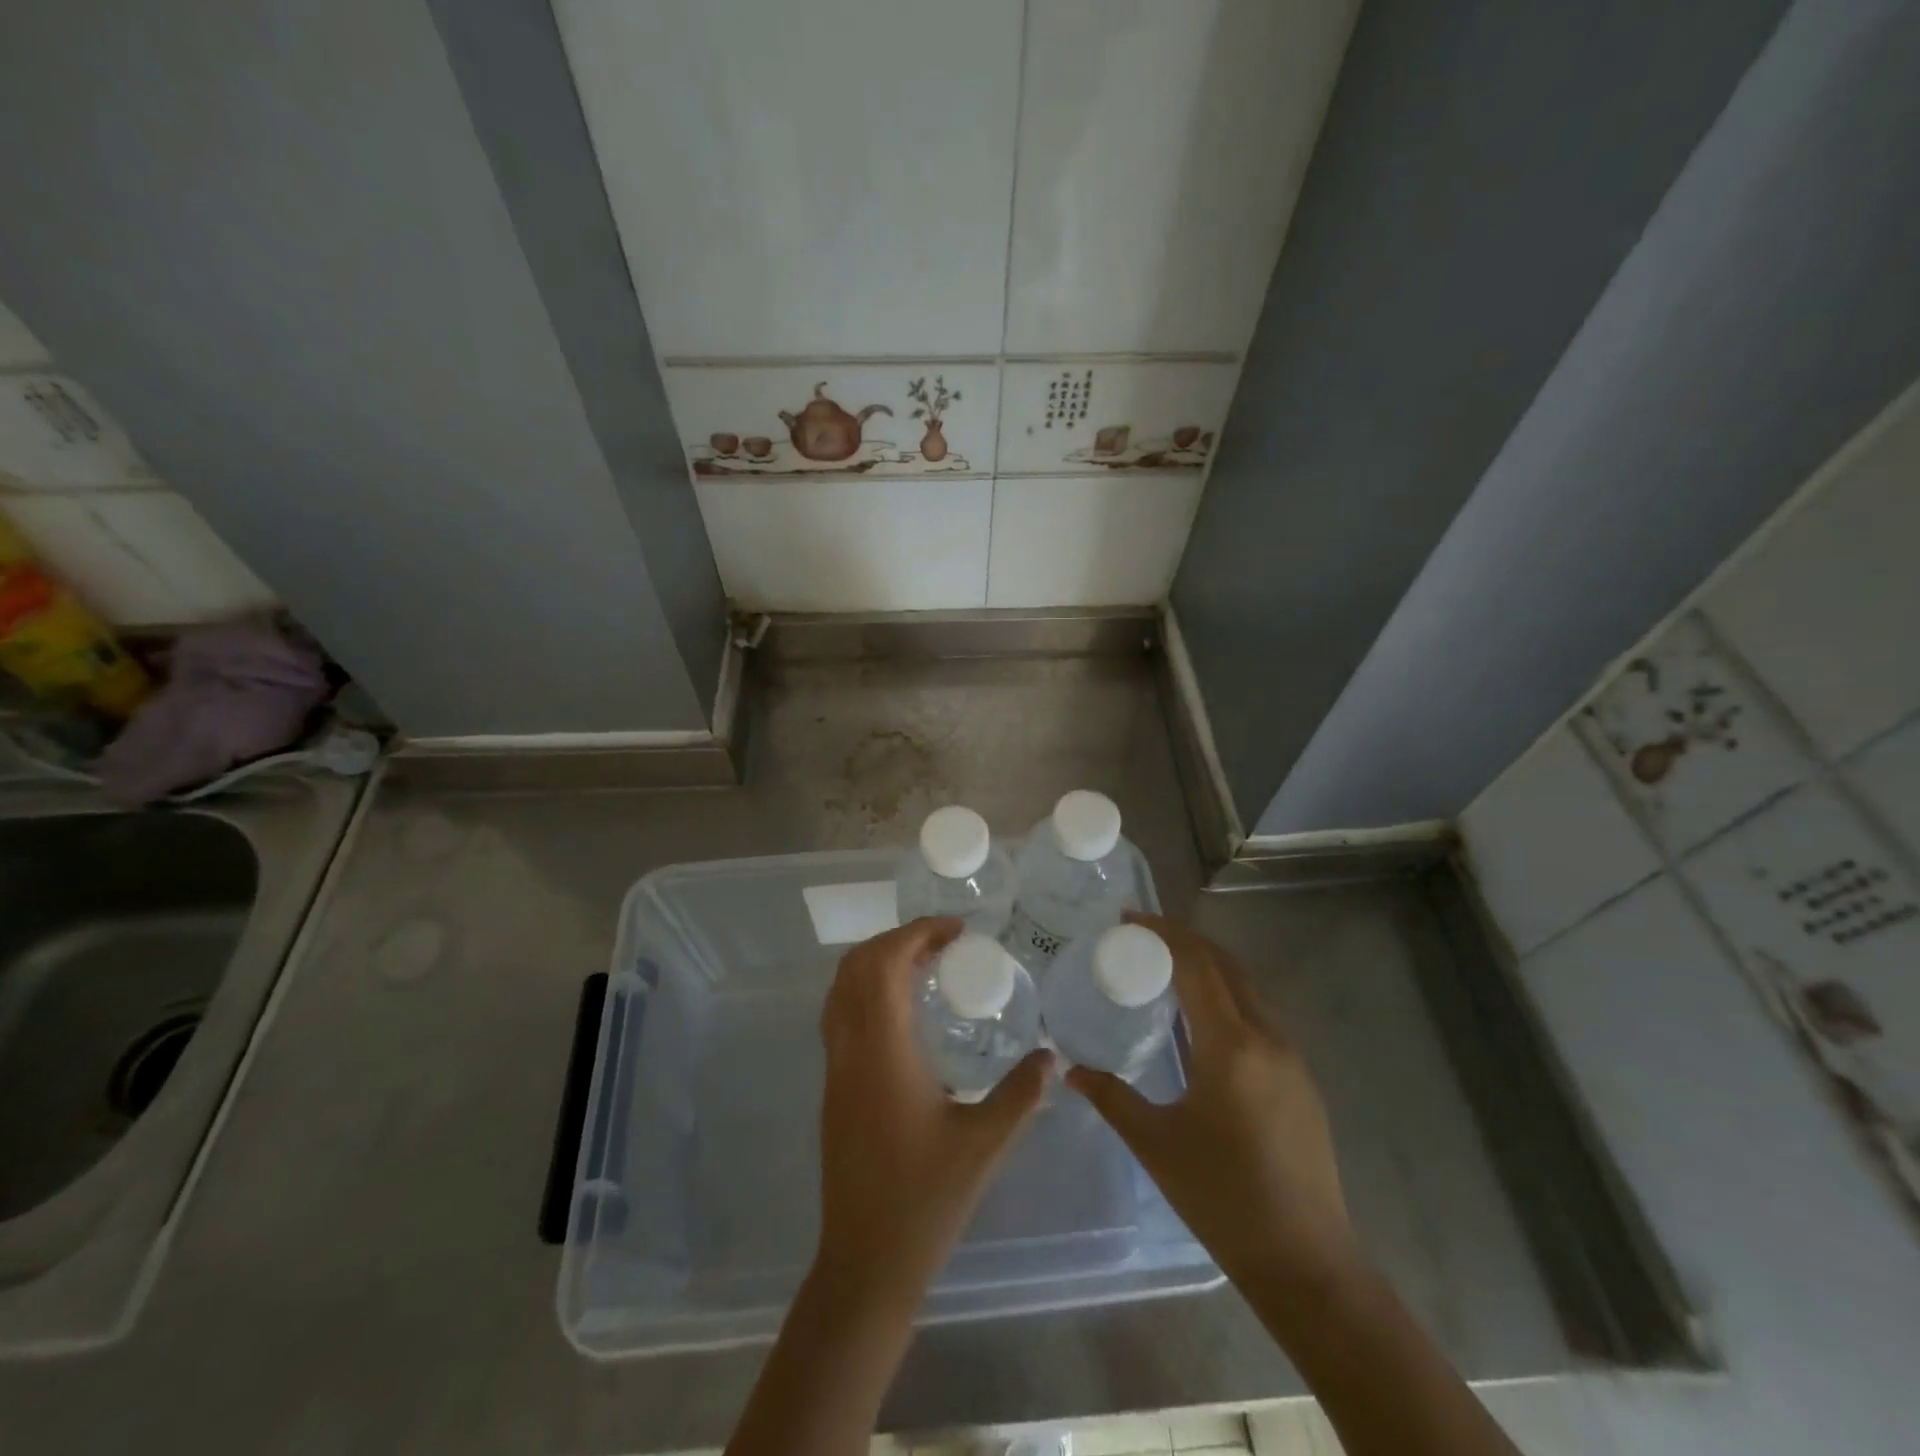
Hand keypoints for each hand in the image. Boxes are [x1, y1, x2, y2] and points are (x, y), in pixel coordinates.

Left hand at [815, 917, 1051, 1301]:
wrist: (865, 1262)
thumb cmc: (926, 1201)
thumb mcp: (985, 1144)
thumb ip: (1021, 1094)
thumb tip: (1052, 1056)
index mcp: (883, 1051)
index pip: (885, 964)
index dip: (917, 933)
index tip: (956, 930)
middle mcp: (850, 1049)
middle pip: (857, 966)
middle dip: (898, 939)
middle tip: (944, 944)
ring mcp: (835, 1068)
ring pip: (841, 989)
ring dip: (878, 962)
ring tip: (924, 967)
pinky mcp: (832, 1087)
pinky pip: (840, 1014)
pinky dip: (866, 990)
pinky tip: (904, 1013)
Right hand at [1066, 913, 1361, 1304]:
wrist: (1307, 1261)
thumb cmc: (1223, 1198)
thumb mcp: (1156, 1144)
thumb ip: (1111, 1097)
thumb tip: (1070, 1069)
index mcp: (1230, 1045)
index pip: (1197, 964)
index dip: (1163, 933)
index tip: (1129, 919)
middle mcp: (1266, 1038)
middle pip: (1226, 965)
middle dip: (1185, 940)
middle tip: (1143, 936)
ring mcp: (1291, 1057)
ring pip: (1248, 988)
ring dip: (1209, 965)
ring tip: (1168, 968)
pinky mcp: (1301, 1079)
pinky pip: (1260, 1015)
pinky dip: (1228, 995)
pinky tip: (1204, 1020)